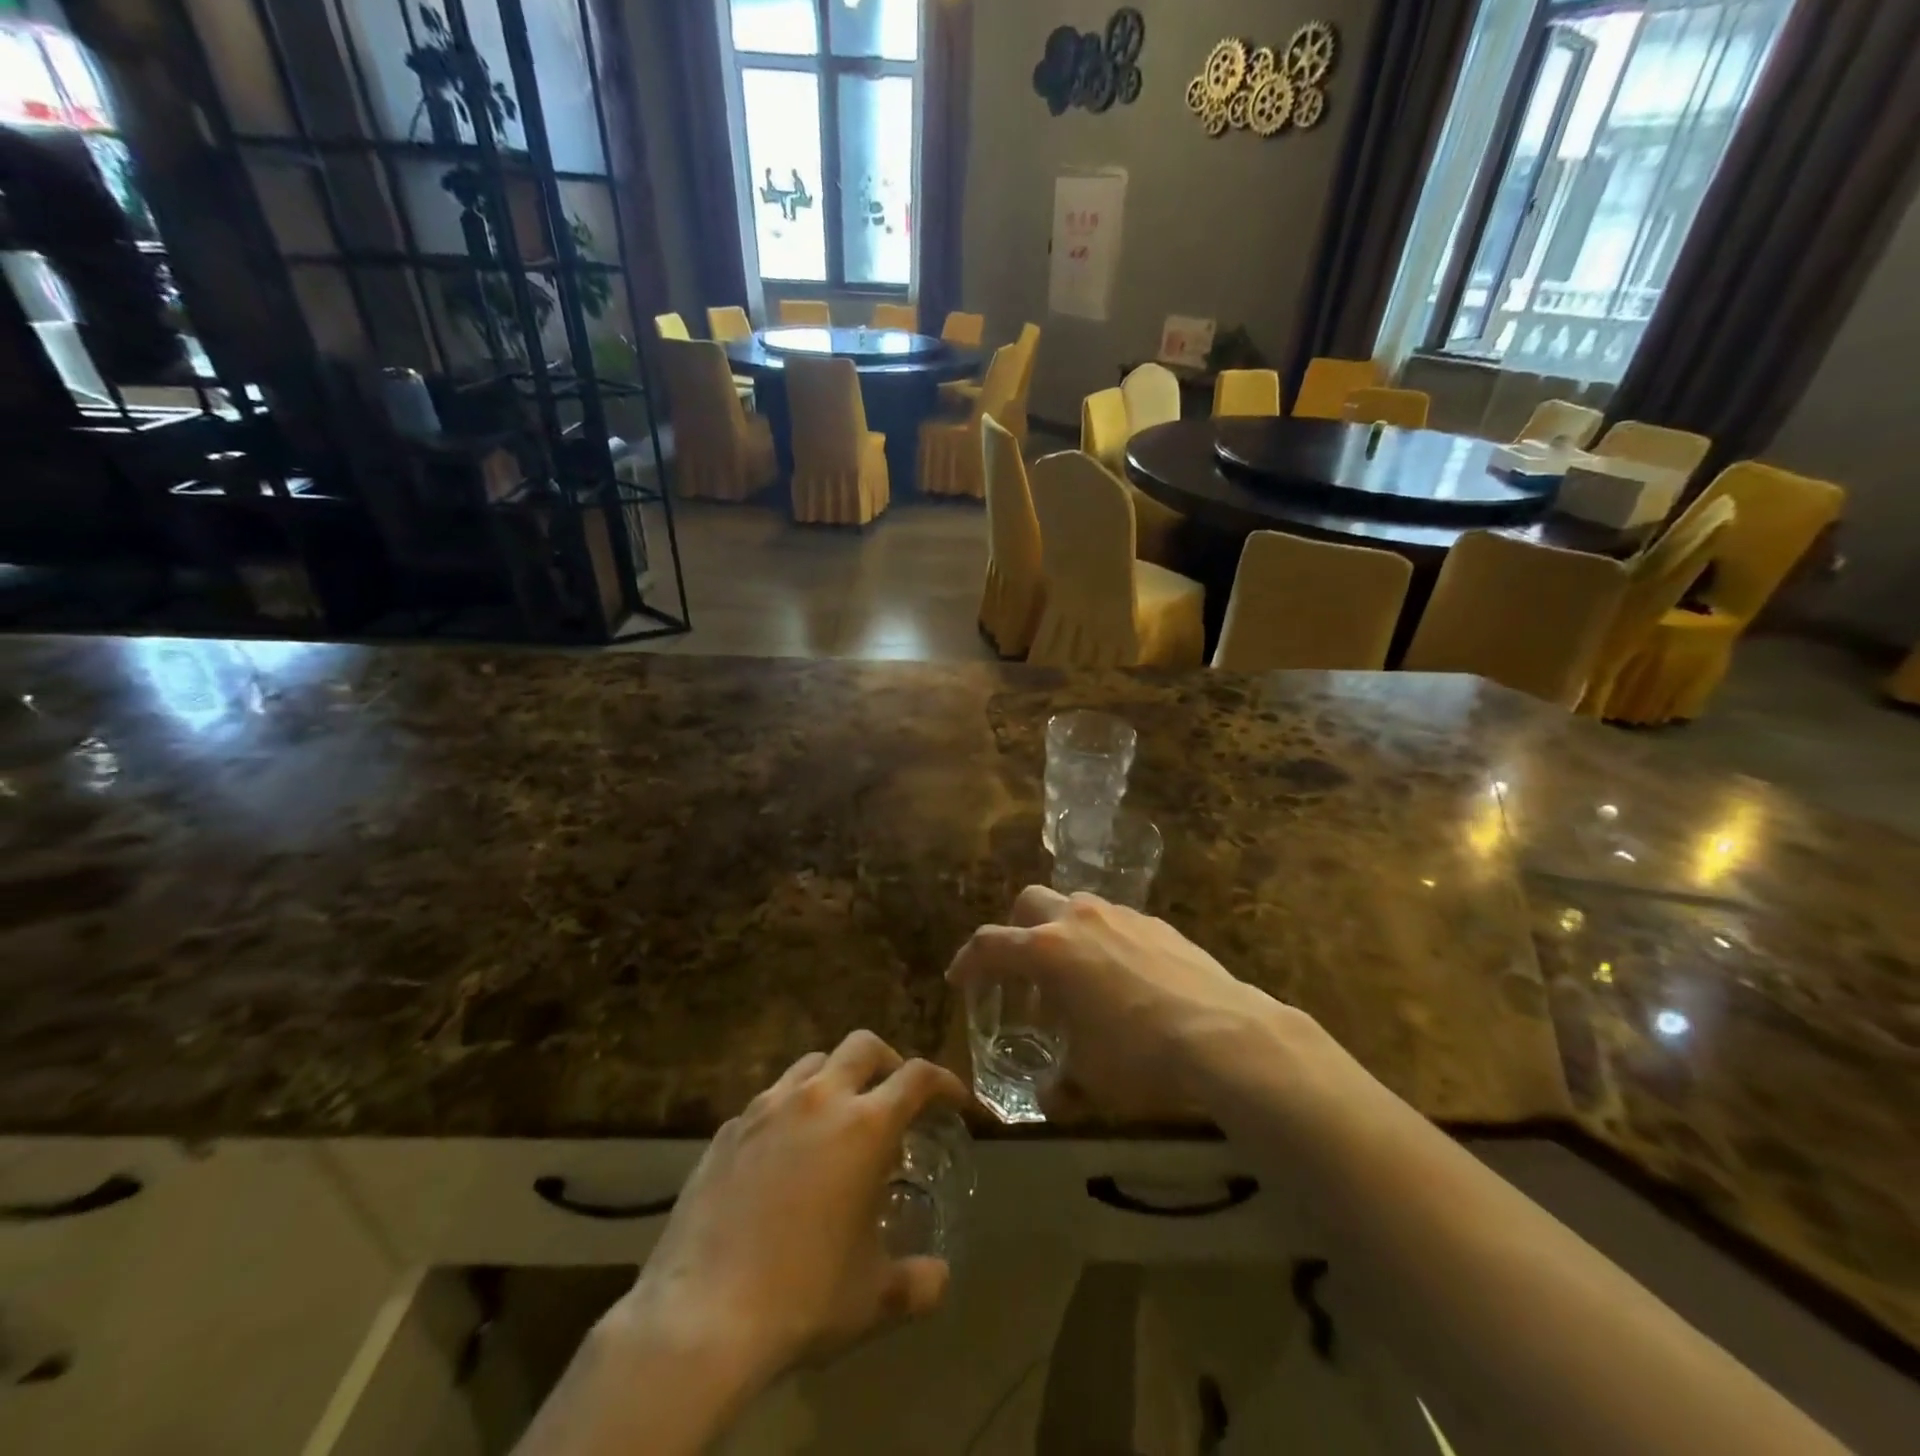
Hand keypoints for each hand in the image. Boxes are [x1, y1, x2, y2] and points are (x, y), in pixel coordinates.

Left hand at [616, 1032, 970, 1385]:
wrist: (700, 1317)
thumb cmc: (802, 1298)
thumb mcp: (873, 1298)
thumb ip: (917, 1283)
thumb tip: (940, 1278)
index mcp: (864, 1126)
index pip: (918, 1077)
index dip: (944, 1082)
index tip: (954, 1101)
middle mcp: (818, 1099)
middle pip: (864, 1046)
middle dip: (889, 1063)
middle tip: (895, 1099)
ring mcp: (767, 1108)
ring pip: (813, 1062)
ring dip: (837, 1077)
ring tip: (839, 1119)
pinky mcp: (728, 1129)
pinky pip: (770, 1099)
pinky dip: (791, 1109)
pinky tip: (785, 1154)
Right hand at [945, 887, 1274, 1118]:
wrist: (1225, 1036)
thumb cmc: (1141, 1057)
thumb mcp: (1090, 1080)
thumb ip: (1060, 1085)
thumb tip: (1051, 1096)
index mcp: (1048, 951)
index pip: (990, 945)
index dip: (968, 961)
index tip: (959, 979)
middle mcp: (1078, 920)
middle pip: (1029, 904)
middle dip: (1016, 932)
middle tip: (1020, 971)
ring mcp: (1121, 916)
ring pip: (1075, 907)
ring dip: (1062, 934)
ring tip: (1075, 978)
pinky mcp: (1157, 924)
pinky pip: (1115, 922)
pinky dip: (1103, 942)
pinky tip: (1122, 980)